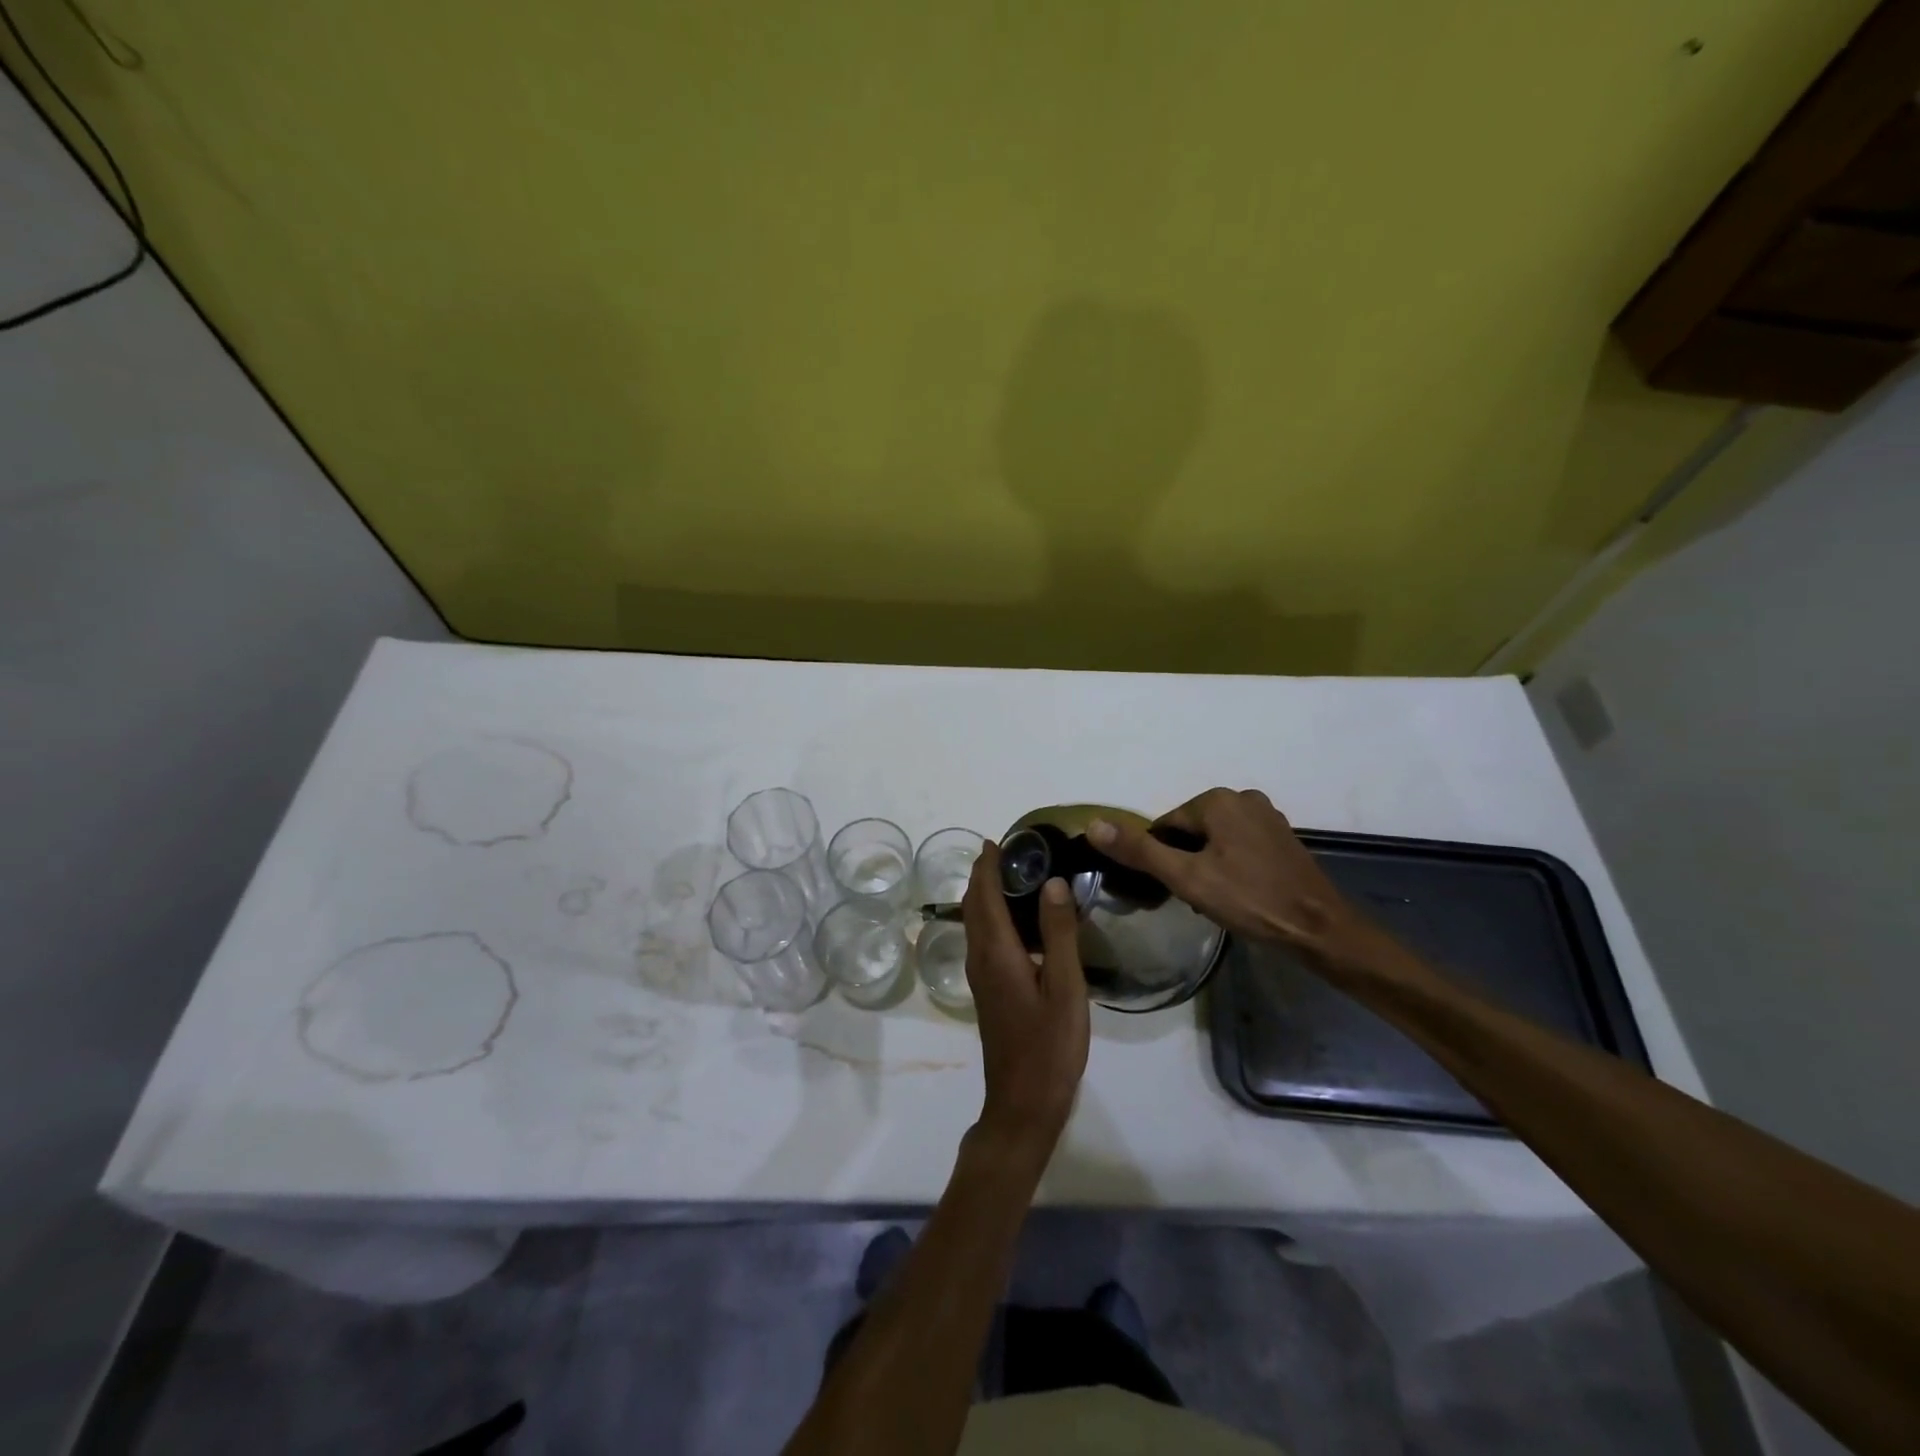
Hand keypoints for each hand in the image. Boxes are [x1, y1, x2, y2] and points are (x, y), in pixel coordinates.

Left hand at [960, 842, 1089, 1154]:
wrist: (1023, 1103)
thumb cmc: (1049, 1046)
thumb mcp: (1065, 988)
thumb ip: (1058, 934)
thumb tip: (1053, 883)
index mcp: (997, 952)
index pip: (984, 895)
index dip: (987, 865)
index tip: (999, 839)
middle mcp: (980, 958)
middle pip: (973, 905)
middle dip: (984, 874)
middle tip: (1012, 852)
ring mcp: (980, 976)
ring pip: (975, 922)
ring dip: (986, 894)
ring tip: (1015, 876)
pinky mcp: (988, 990)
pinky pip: (983, 938)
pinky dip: (992, 916)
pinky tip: (1019, 921)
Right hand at [1089, 788, 1368, 960]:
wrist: (1320, 929)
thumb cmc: (1250, 900)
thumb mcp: (1186, 878)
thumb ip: (1140, 850)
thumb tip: (1092, 824)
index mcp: (1217, 800)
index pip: (1166, 825)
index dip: (1162, 859)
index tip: (1172, 890)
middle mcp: (1242, 797)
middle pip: (1191, 831)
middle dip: (1185, 862)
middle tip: (1195, 899)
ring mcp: (1267, 816)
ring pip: (1215, 840)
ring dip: (1207, 866)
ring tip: (1217, 901)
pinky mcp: (1282, 837)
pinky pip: (1240, 846)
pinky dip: (1231, 866)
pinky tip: (1239, 894)